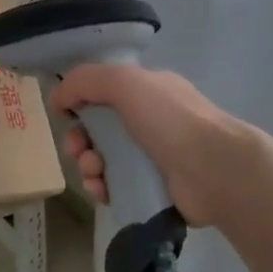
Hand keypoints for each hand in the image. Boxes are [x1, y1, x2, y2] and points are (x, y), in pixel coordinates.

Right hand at [48, 64, 251, 228]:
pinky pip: (115, 188)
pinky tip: (102, 190)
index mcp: (148, 93)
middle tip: (77, 150)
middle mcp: (150, 123)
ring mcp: (152, 159)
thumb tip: (57, 98)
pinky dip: (102, 188)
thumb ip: (85, 81)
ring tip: (94, 172)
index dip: (79, 104)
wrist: (215, 170)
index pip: (103, 94)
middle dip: (79, 140)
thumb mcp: (124, 82)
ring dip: (87, 165)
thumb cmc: (170, 119)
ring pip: (104, 161)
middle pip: (99, 131)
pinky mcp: (152, 190)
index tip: (66, 116)